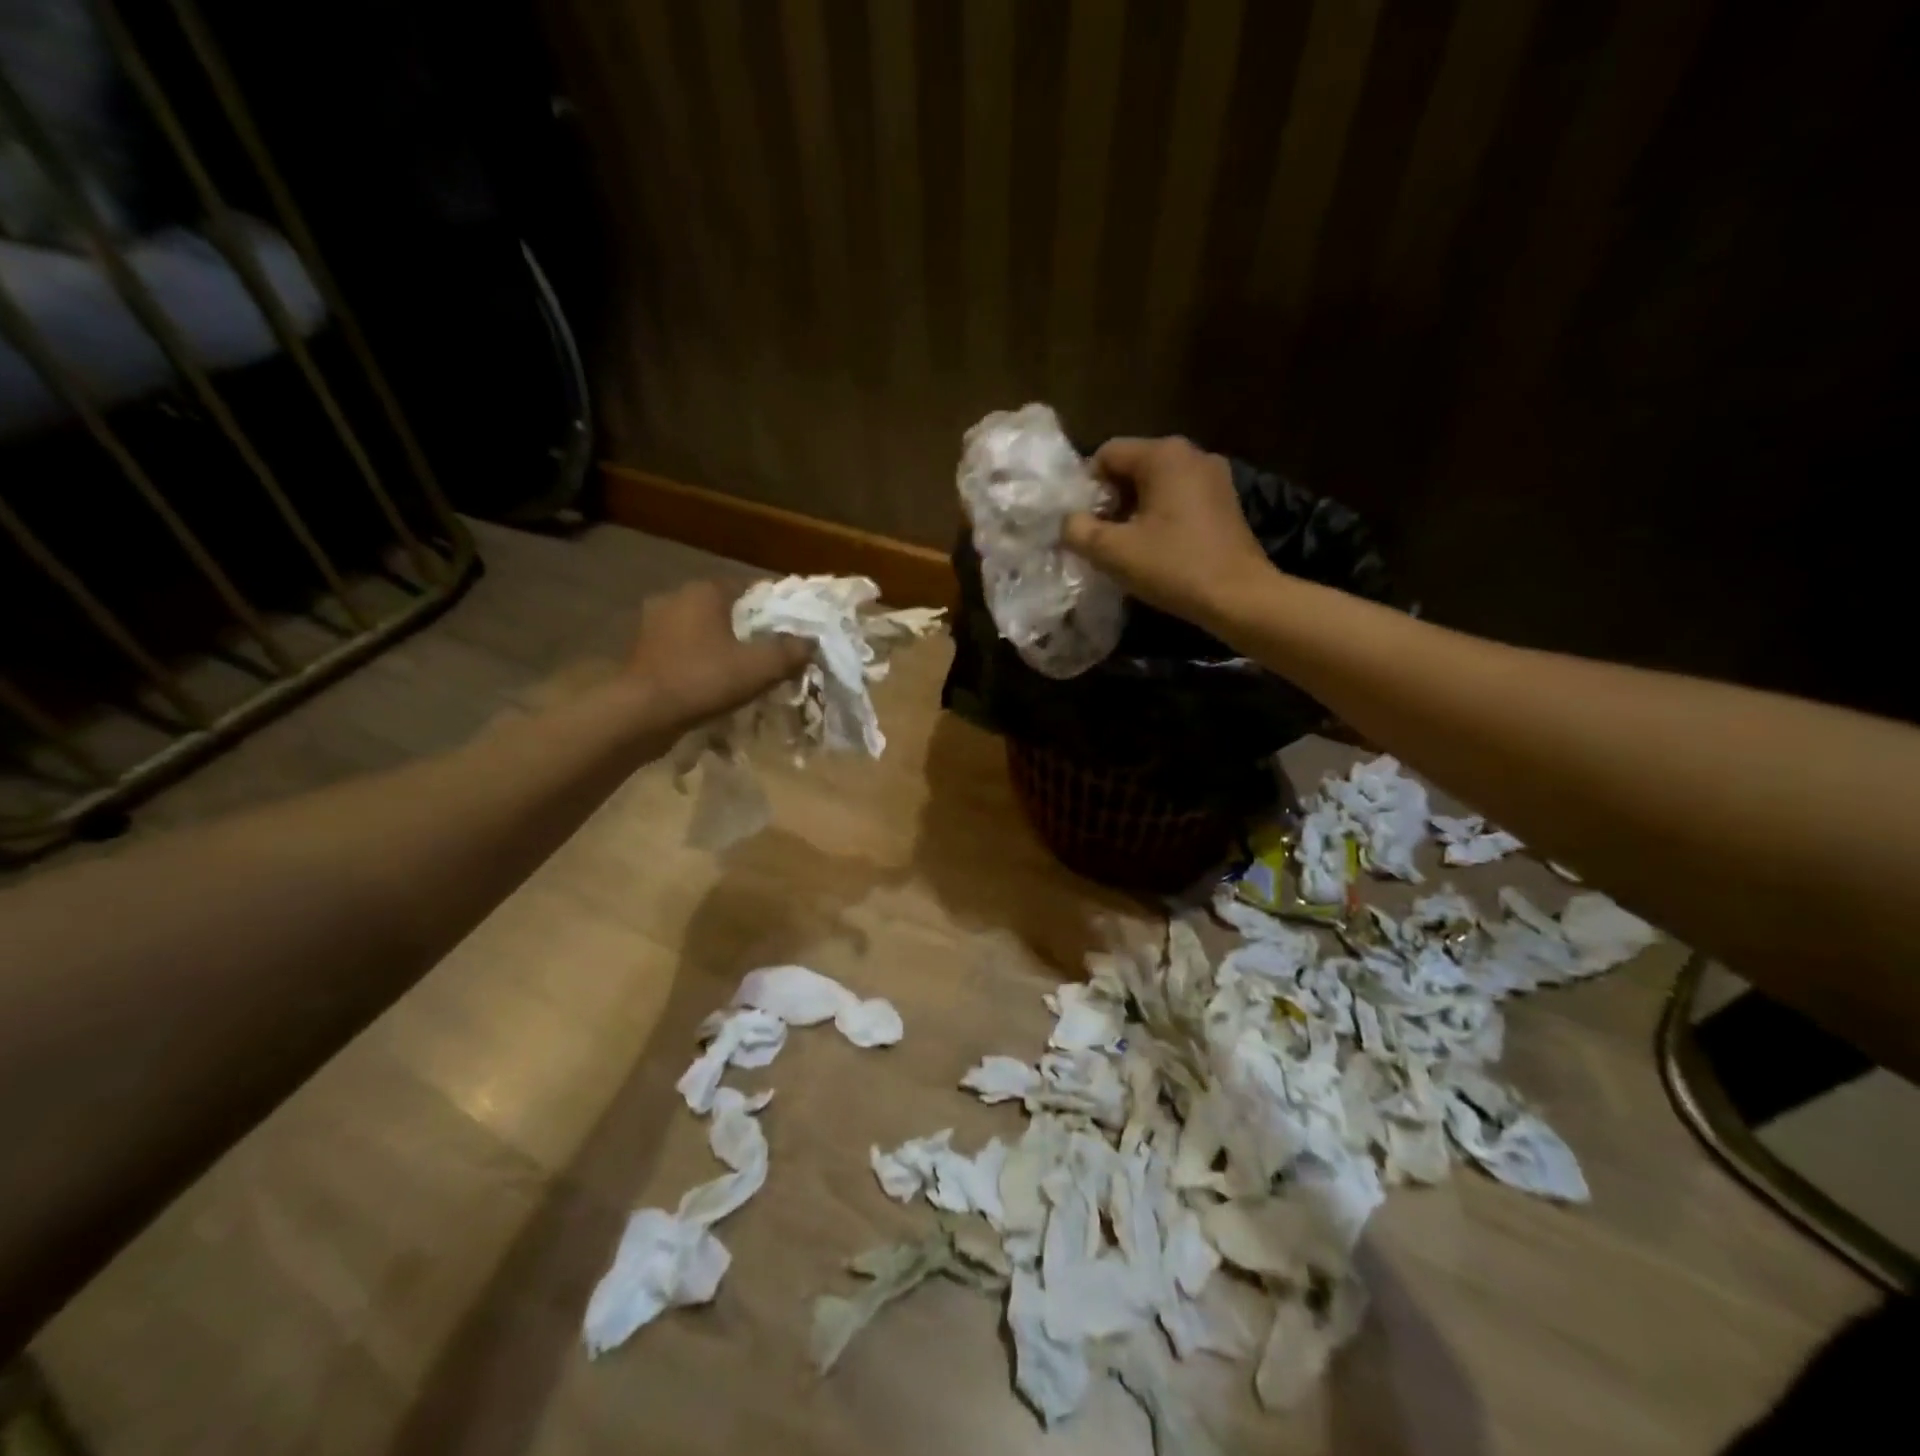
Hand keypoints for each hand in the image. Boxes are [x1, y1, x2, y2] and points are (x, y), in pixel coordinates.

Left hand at [627, 580, 809, 726]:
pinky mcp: (642, 649)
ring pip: (702, 629)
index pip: (751, 588)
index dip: (776, 608)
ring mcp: (654, 622)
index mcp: (705, 590)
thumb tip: (810, 642)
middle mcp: (676, 596)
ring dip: (722, 644)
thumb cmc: (703, 679)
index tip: (793, 629)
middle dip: (749, 627)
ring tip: (743, 668)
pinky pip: (683, 648)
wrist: (641, 713)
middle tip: (771, 651)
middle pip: (726, 608)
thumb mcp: (759, 667)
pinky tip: (712, 680)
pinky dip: (700, 659)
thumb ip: (790, 651)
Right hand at [1061, 436, 1274, 626]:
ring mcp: (1214, 476)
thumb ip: (1078, 530)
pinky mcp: (1225, 501)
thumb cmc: (1174, 567)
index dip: (1086, 487)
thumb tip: (1068, 521)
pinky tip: (1155, 548)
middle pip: (1133, 467)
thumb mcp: (1113, 551)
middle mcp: (1192, 454)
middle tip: (1100, 537)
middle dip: (1110, 500)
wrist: (1239, 597)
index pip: (1107, 454)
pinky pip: (1179, 498)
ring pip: (1156, 484)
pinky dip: (1160, 517)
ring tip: (1125, 546)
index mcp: (1164, 455)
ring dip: (1134, 511)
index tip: (1083, 523)